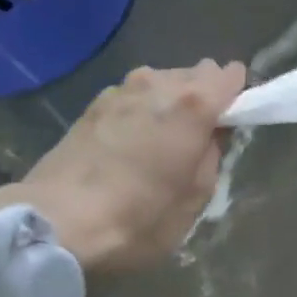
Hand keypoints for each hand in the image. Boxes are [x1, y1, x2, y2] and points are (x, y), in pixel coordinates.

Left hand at [0, 60, 246, 270]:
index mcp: (193, 104)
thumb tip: (211, 135)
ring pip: (161, 83)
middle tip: (197, 140)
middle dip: (203, 98)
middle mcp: (158, 83)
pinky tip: (130, 145)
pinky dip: (140, 112)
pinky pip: (132, 97)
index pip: (231, 75)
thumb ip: (213, 157)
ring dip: (168, 103)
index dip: (237, 97)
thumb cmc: (140, 217)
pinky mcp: (92, 105)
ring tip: (160, 143)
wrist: (59, 221)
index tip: (233, 124)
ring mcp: (120, 89)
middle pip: (195, 74)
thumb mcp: (196, 199)